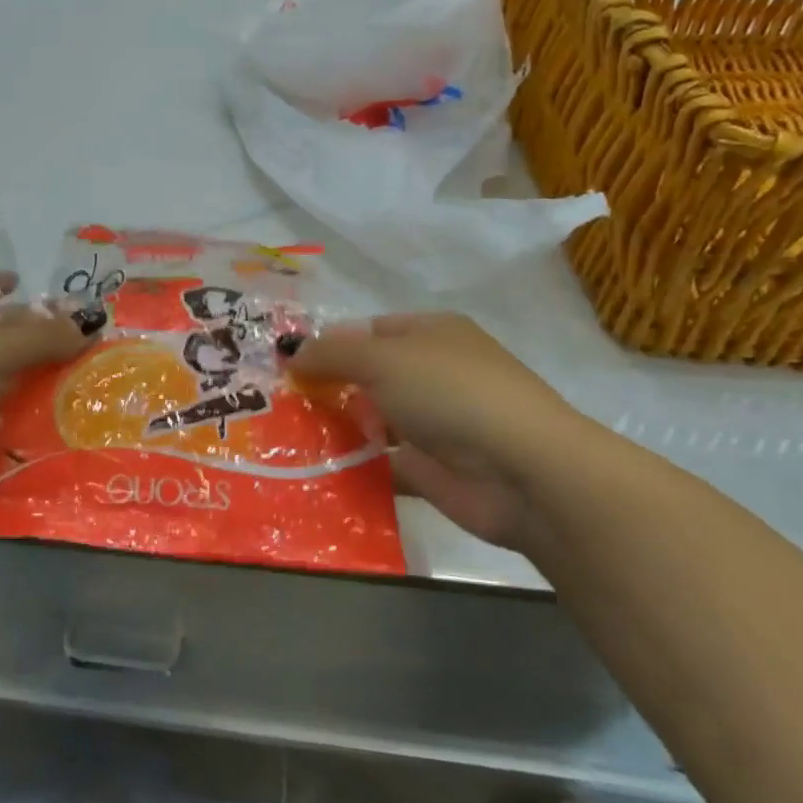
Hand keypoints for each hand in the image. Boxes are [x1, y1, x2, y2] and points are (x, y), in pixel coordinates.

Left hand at [0, 274, 95, 540]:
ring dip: (40, 381)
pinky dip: (30, 419)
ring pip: (2, 382)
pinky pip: (2, 420)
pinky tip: (71, 416)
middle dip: (36, 337)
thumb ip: (42, 335)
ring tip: (93, 377)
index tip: (32, 286)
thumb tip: (91, 323)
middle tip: (89, 335)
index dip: (0, 287)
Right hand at [290, 313, 584, 550]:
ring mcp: (435, 424)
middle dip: (327, 388)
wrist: (523, 471)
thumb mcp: (382, 359)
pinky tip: (314, 471)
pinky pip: (381, 464)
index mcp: (431, 334)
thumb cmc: (451, 394)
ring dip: (336, 429)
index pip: (369, 330)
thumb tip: (291, 355)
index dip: (330, 344)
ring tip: (286, 438)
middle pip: (368, 376)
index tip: (289, 366)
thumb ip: (332, 354)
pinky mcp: (431, 470)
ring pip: (372, 421)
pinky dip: (353, 468)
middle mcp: (433, 374)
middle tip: (278, 404)